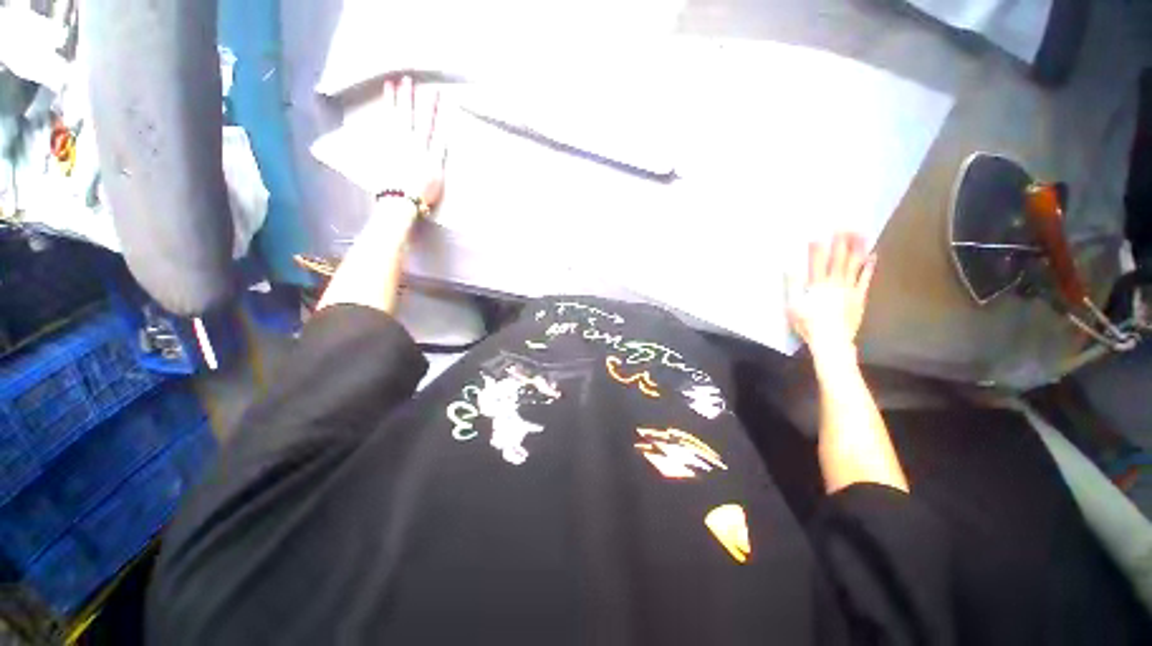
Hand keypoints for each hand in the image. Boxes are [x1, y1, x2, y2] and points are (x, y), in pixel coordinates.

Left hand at [375, 75, 446, 208]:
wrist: (401, 201)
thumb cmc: (423, 194)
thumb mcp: (438, 179)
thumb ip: (438, 159)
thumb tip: (440, 141)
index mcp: (428, 153)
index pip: (435, 128)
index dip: (436, 111)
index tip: (438, 95)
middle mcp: (413, 144)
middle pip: (414, 117)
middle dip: (412, 98)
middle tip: (409, 80)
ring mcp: (396, 144)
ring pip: (396, 116)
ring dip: (396, 99)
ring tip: (393, 84)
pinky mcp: (384, 147)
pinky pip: (383, 123)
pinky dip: (384, 110)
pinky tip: (384, 101)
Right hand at [787, 233, 875, 359]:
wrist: (831, 340)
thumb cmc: (808, 324)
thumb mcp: (792, 305)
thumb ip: (792, 285)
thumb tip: (789, 268)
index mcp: (816, 286)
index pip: (816, 263)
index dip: (817, 249)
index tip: (818, 235)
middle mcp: (833, 283)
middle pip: (837, 260)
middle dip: (840, 242)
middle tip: (844, 225)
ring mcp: (849, 289)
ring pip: (853, 265)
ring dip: (856, 248)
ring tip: (860, 233)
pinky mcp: (859, 296)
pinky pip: (865, 279)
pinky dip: (869, 267)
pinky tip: (872, 255)